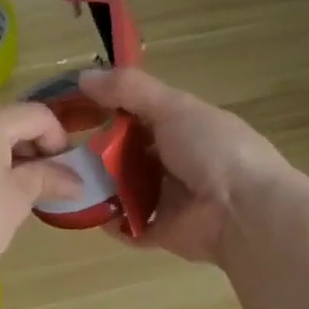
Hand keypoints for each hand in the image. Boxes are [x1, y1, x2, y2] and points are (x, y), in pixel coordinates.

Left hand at [0, 103, 79, 301]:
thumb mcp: (16, 200)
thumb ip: (48, 179)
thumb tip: (77, 180)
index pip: (37, 116)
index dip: (59, 141)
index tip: (66, 174)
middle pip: (8, 122)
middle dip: (32, 150)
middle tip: (45, 187)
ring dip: (7, 158)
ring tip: (16, 195)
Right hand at [78, 67, 307, 264]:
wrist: (243, 211)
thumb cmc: (212, 150)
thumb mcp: (173, 107)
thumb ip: (129, 90)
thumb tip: (82, 76)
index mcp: (185, 128)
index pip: (140, 116)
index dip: (110, 111)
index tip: (76, 111)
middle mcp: (177, 162)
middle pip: (129, 155)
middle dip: (100, 153)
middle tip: (66, 151)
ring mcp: (170, 200)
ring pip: (125, 190)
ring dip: (100, 187)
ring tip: (69, 180)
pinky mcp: (162, 232)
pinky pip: (128, 227)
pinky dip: (109, 222)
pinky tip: (86, 211)